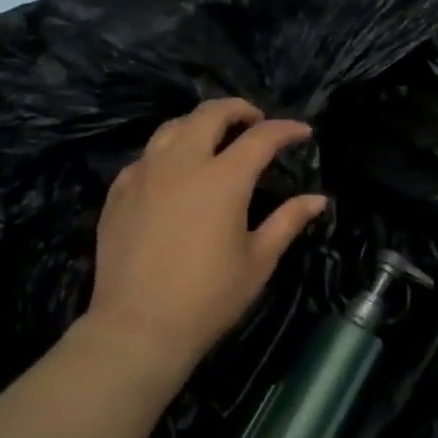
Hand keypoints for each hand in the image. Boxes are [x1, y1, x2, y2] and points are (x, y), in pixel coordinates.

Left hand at [83, 97, 327, 392]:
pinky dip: (168, 152)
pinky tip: (174, 172)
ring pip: (172, 127)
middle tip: (256, 121)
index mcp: (223, 179)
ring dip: (199, 124)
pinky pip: (146, 156)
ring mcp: (144, 174)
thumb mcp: (258, 261)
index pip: (261, 138)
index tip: (302, 132)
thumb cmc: (209, 297)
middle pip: (210, 114)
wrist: (139, 327)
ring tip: (214, 138)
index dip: (286, 129)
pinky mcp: (119, 191)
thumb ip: (288, 221)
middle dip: (239, 109)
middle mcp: (182, 164)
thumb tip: (318, 199)